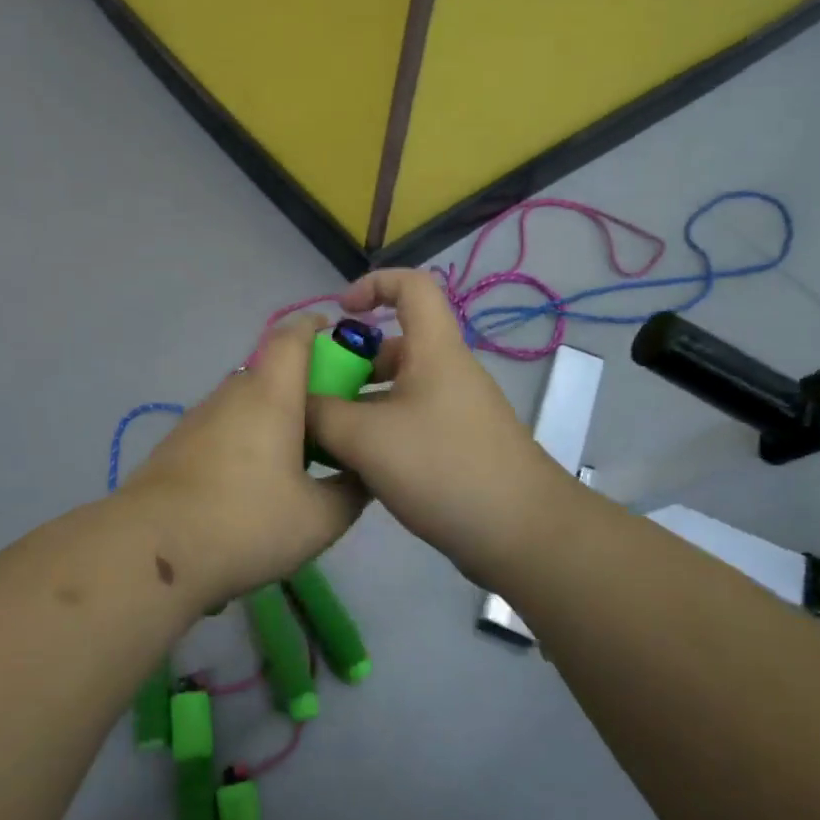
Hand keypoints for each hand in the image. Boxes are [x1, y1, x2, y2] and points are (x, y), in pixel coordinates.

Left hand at [118, 315, 365, 606]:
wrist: (152, 550)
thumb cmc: (246, 522)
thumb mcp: (320, 518)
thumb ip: (351, 490)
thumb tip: (363, 473)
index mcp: (270, 393)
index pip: (293, 335)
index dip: (317, 327)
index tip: (340, 339)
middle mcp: (232, 392)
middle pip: (272, 370)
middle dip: (305, 386)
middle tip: (331, 423)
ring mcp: (200, 416)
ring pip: (247, 401)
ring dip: (274, 416)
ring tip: (297, 462)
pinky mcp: (179, 443)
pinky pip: (225, 425)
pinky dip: (247, 438)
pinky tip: (253, 485)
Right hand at [305, 269, 558, 583]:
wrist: (523, 535)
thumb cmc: (444, 468)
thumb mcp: (367, 438)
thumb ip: (321, 414)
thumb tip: (296, 402)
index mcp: (434, 350)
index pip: (411, 285)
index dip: (373, 284)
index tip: (340, 312)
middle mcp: (447, 372)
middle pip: (395, 345)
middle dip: (352, 362)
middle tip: (317, 392)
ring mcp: (455, 410)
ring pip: (398, 389)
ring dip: (360, 403)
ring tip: (325, 435)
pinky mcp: (458, 445)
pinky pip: (409, 422)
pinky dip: (380, 432)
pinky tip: (355, 466)